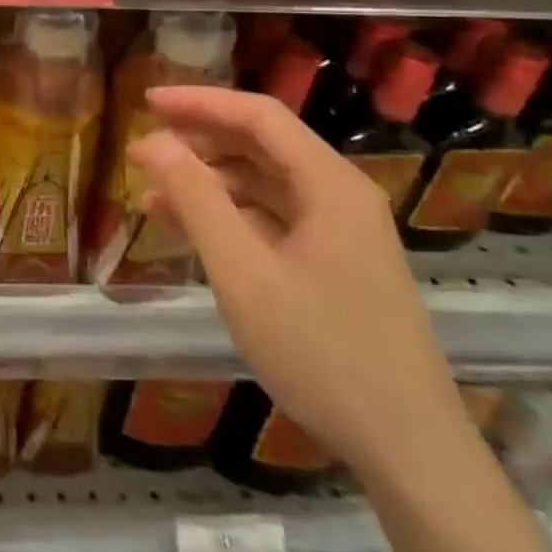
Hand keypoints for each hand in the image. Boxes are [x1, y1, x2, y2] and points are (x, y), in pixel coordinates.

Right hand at [127, 85, 467, 482]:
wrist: (408, 450)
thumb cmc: (320, 351)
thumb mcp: (243, 273)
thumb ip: (196, 199)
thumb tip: (153, 142)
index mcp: (330, 184)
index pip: (258, 116)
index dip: (199, 101)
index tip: (146, 101)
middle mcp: (340, 195)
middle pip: (262, 144)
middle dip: (199, 140)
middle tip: (143, 149)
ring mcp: (342, 232)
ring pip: (265, 183)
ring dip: (209, 181)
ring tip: (152, 194)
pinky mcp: (336, 264)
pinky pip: (274, 219)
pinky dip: (230, 216)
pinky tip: (191, 230)